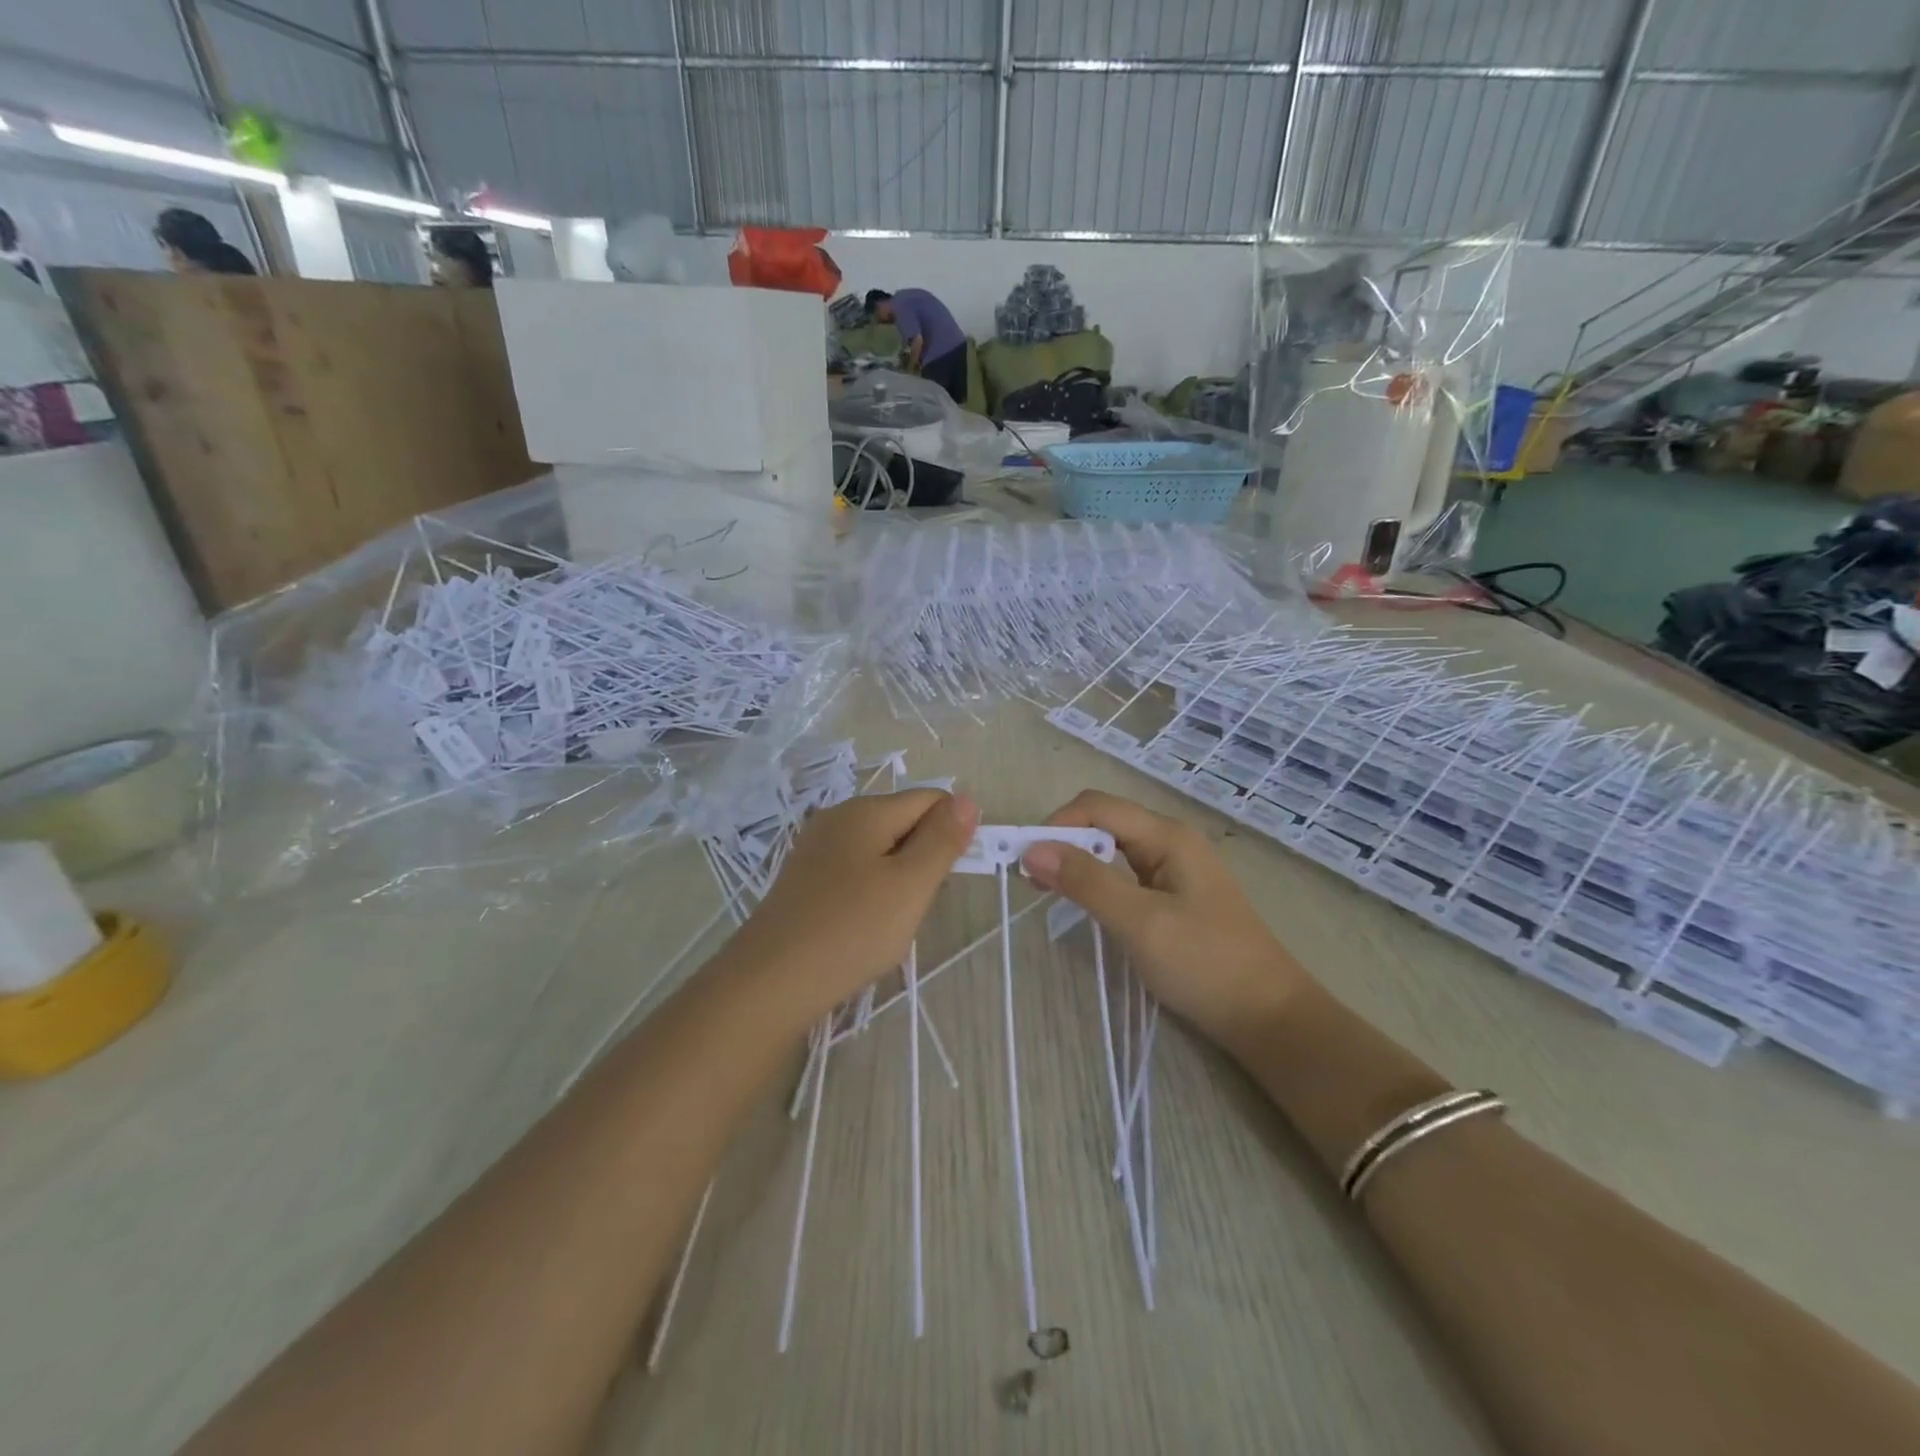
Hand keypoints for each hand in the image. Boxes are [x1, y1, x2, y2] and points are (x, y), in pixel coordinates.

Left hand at [726, 790, 978, 1024]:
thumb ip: (942, 840)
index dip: (951, 833)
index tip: (947, 879)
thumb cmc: (851, 930)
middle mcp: (838, 817)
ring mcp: (816, 847)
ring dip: (897, 878)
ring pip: (879, 848)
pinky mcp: (804, 877)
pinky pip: (854, 869)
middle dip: (922, 857)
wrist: (770, 982)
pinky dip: (870, 890)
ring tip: (889, 920)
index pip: (931, 800)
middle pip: (903, 821)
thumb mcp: (911, 885)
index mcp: (866, 809)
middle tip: (915, 905)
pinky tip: (861, 924)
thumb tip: (967, 799)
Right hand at [1021, 790, 1313, 1044]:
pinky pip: (1125, 875)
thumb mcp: (1141, 922)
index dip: (1057, 825)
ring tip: (1047, 891)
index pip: (1097, 807)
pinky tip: (1084, 905)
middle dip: (1063, 842)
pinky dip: (1097, 882)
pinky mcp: (1173, 897)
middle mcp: (1170, 842)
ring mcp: (1174, 870)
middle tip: (1030, 879)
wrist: (1268, 1018)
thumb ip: (1087, 882)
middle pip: (1104, 823)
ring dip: (1077, 863)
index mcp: (1168, 836)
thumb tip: (1031, 849)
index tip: (1025, 861)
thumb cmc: (1206, 965)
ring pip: (1112, 850)